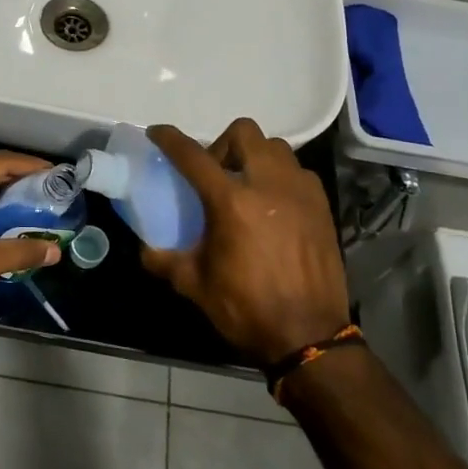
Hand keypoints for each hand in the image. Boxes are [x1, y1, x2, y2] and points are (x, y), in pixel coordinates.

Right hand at [140, 119, 349, 365]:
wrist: (309, 336)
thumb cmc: (246, 309)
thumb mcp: (194, 285)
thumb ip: (164, 259)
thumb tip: (146, 248)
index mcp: (231, 202)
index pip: (193, 155)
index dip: (170, 139)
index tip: (157, 133)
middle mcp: (267, 184)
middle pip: (243, 132)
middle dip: (221, 143)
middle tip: (213, 172)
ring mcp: (300, 191)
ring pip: (275, 147)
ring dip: (254, 156)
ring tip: (245, 185)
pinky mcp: (322, 205)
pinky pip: (298, 171)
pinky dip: (280, 175)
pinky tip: (272, 204)